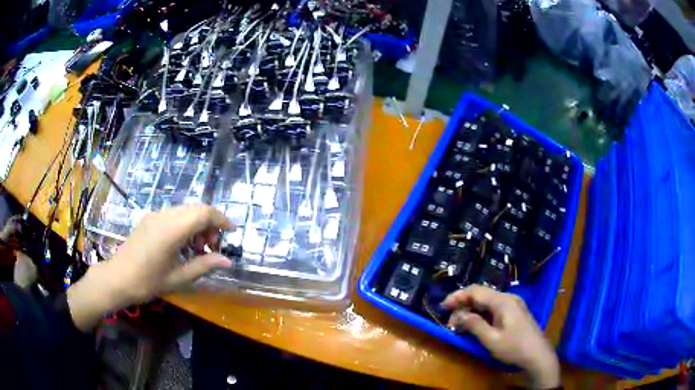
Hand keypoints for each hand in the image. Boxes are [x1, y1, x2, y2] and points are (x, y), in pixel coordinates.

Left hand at [67, 204, 233, 330]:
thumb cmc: (148, 281)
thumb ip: (204, 265)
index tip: (231, 233)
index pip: (203, 213)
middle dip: (210, 224)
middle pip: (196, 208)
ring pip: (185, 210)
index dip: (221, 220)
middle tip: (212, 248)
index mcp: (172, 229)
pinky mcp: (149, 219)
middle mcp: (164, 215)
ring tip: (198, 249)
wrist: (118, 278)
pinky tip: (183, 245)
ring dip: (197, 225)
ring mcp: (155, 215)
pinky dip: (185, 225)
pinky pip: (174, 215)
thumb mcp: (179, 277)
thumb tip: (227, 261)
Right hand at [442, 285, 559, 388]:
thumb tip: (459, 315)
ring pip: (487, 303)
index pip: (476, 291)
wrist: (538, 355)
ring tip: (460, 326)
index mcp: (503, 301)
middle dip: (463, 306)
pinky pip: (494, 309)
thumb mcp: (491, 339)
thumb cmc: (514, 347)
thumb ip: (474, 325)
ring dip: (472, 311)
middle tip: (450, 322)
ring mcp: (513, 305)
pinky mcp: (515, 313)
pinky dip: (481, 315)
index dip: (458, 296)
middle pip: (482, 295)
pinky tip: (476, 325)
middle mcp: (508, 298)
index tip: (443, 306)